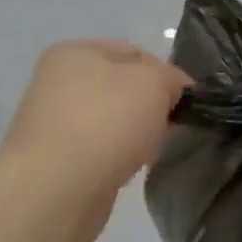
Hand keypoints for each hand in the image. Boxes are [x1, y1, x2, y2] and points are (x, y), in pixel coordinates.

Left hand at [0, 40, 191, 241]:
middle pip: (123, 88)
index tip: (186, 99)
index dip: (165, 73)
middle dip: (151, 106)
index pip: (134, 52)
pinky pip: (102, 151)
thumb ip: (170, 78)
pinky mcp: (58, 161)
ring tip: (149, 151)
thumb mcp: (153, 83)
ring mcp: (55, 124)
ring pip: (114, 122)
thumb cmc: (106, 121)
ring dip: (137, 134)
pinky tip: (128, 170)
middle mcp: (58, 83)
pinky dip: (119, 158)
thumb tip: (172, 89)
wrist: (57, 190)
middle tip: (169, 126)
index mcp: (74, 53)